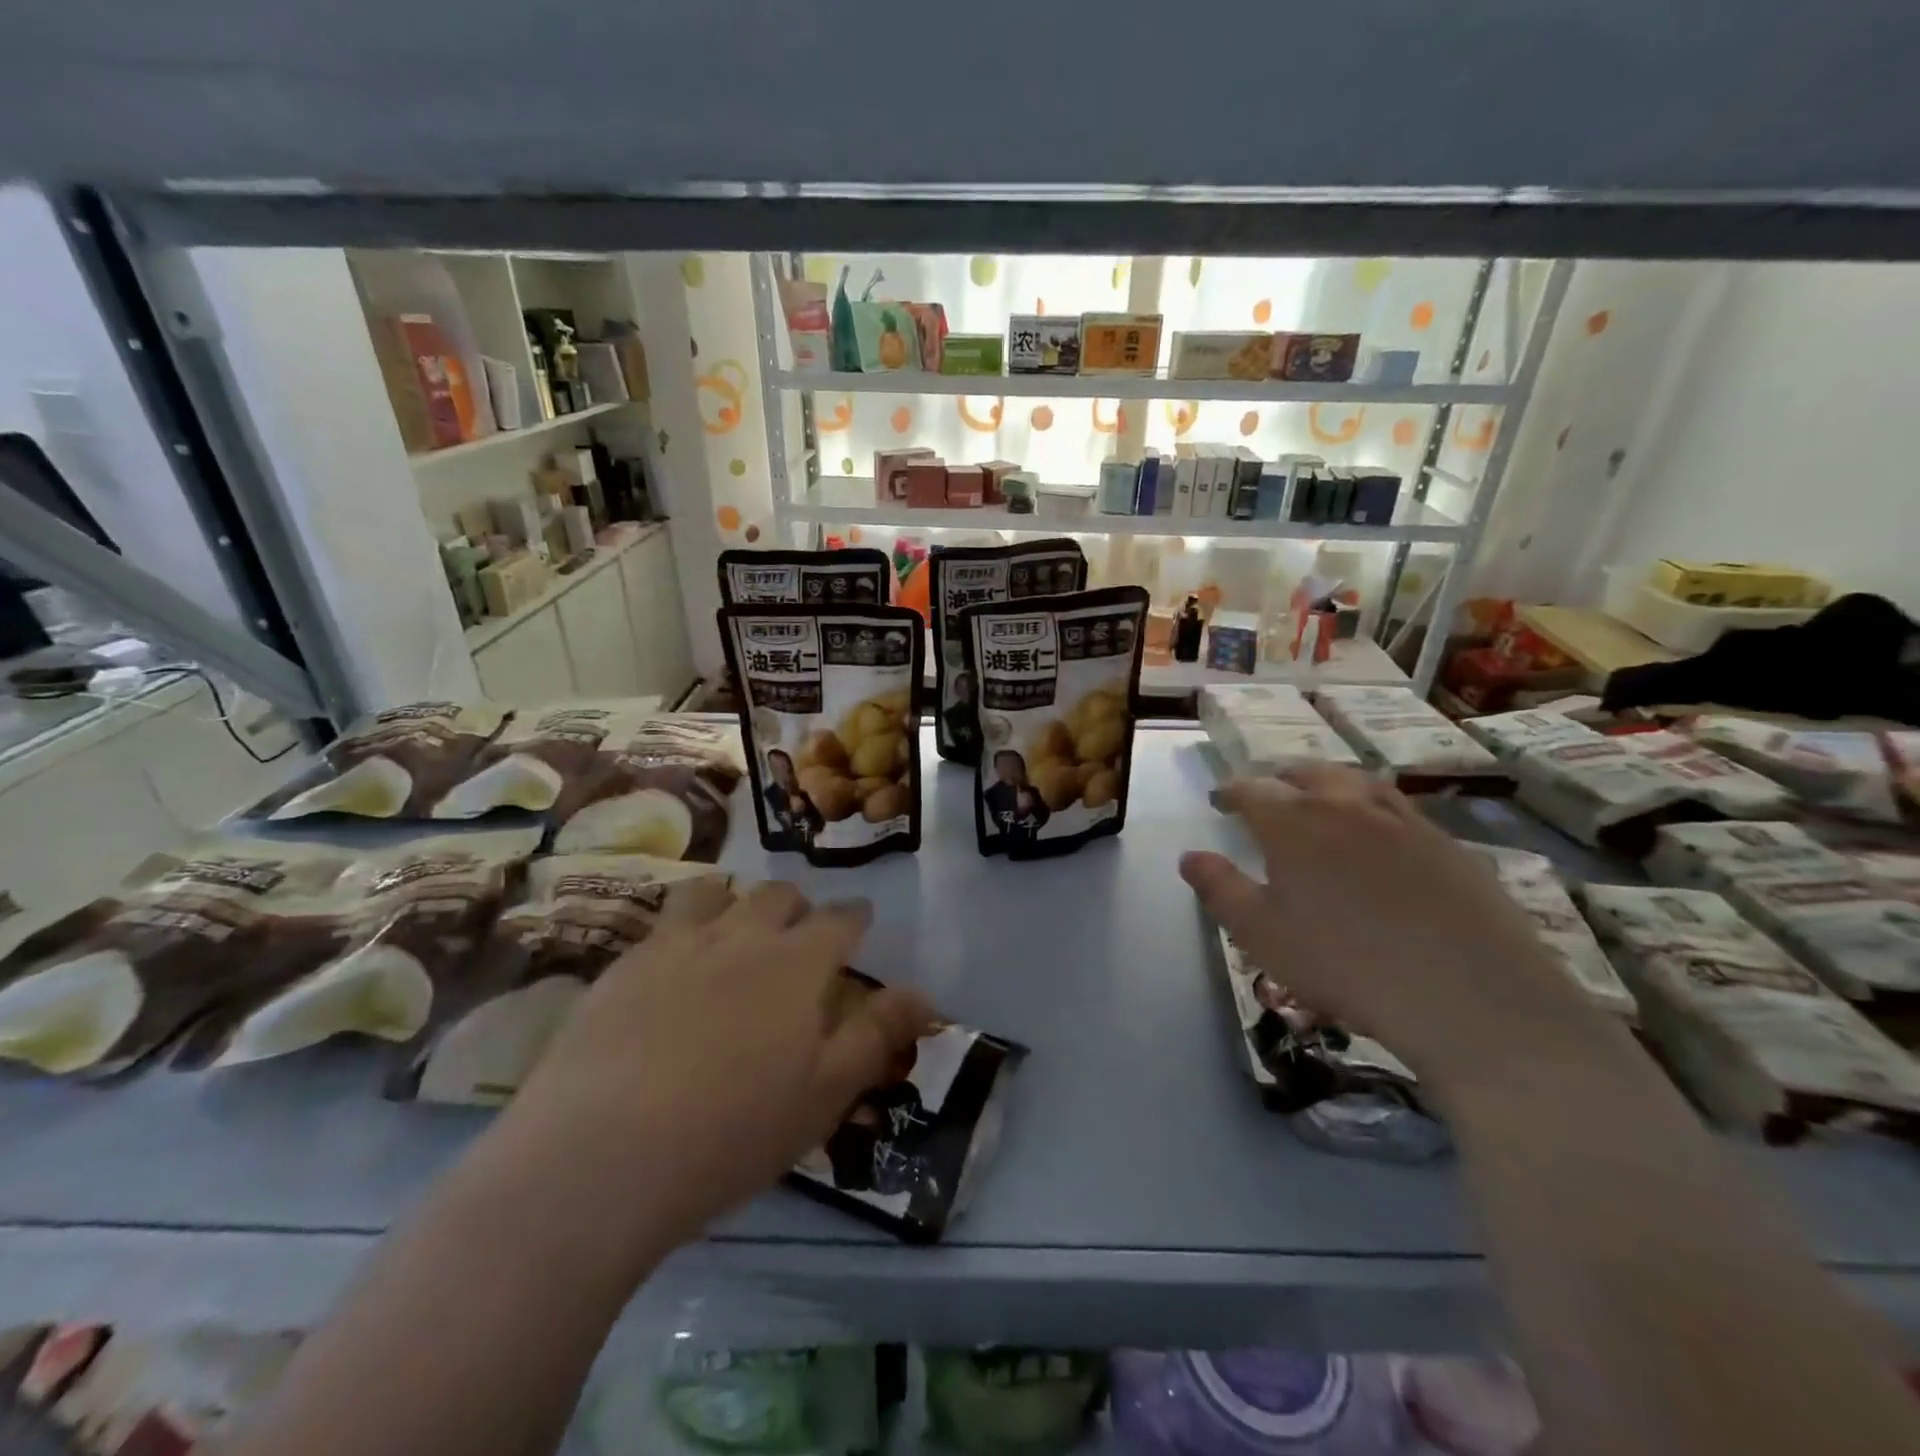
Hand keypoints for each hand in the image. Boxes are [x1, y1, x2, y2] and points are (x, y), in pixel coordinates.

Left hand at [494, 881, 934, 1254]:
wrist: (599, 1158)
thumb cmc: (733, 1132)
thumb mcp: (825, 1093)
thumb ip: (878, 1035)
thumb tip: (925, 995)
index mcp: (797, 963)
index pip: (840, 919)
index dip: (855, 917)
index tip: (860, 921)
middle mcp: (741, 936)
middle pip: (778, 896)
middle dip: (797, 907)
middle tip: (798, 937)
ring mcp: (676, 945)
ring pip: (715, 893)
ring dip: (734, 902)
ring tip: (733, 933)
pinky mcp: (622, 966)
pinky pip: (662, 924)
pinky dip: (682, 930)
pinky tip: (672, 967)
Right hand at [1180, 767, 1611, 1094]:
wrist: (1467, 996)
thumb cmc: (1344, 964)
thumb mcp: (1261, 935)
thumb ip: (1220, 889)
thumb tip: (1189, 856)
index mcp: (1295, 825)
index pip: (1253, 791)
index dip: (1231, 791)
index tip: (1219, 799)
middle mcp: (1347, 808)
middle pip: (1308, 775)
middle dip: (1281, 778)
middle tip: (1270, 790)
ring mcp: (1404, 822)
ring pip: (1359, 783)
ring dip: (1331, 783)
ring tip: (1323, 795)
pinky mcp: (1449, 846)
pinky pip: (1403, 810)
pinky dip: (1377, 807)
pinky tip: (1383, 831)